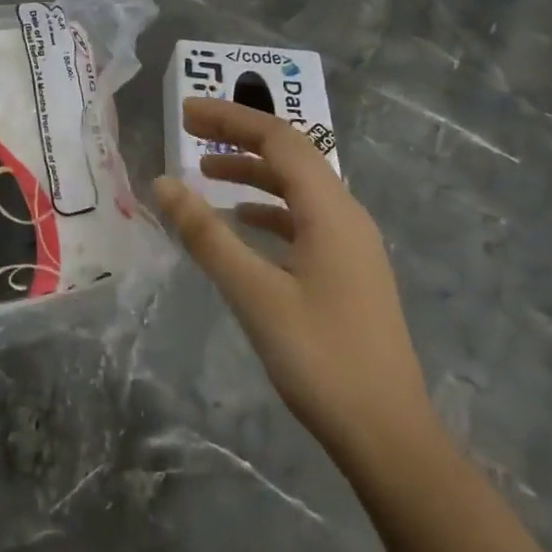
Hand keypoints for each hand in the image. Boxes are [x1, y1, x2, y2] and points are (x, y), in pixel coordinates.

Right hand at [154, 99, 434, 466]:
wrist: (389, 437)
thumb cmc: (321, 359)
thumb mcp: (254, 294)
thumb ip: (207, 235)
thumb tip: (163, 183)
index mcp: (331, 212)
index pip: (279, 140)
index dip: (231, 119)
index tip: (185, 114)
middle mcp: (346, 216)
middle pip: (290, 156)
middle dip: (239, 136)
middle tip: (188, 131)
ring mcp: (351, 246)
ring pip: (297, 188)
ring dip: (252, 171)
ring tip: (206, 171)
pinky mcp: (347, 272)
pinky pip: (303, 219)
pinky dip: (267, 208)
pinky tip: (242, 223)